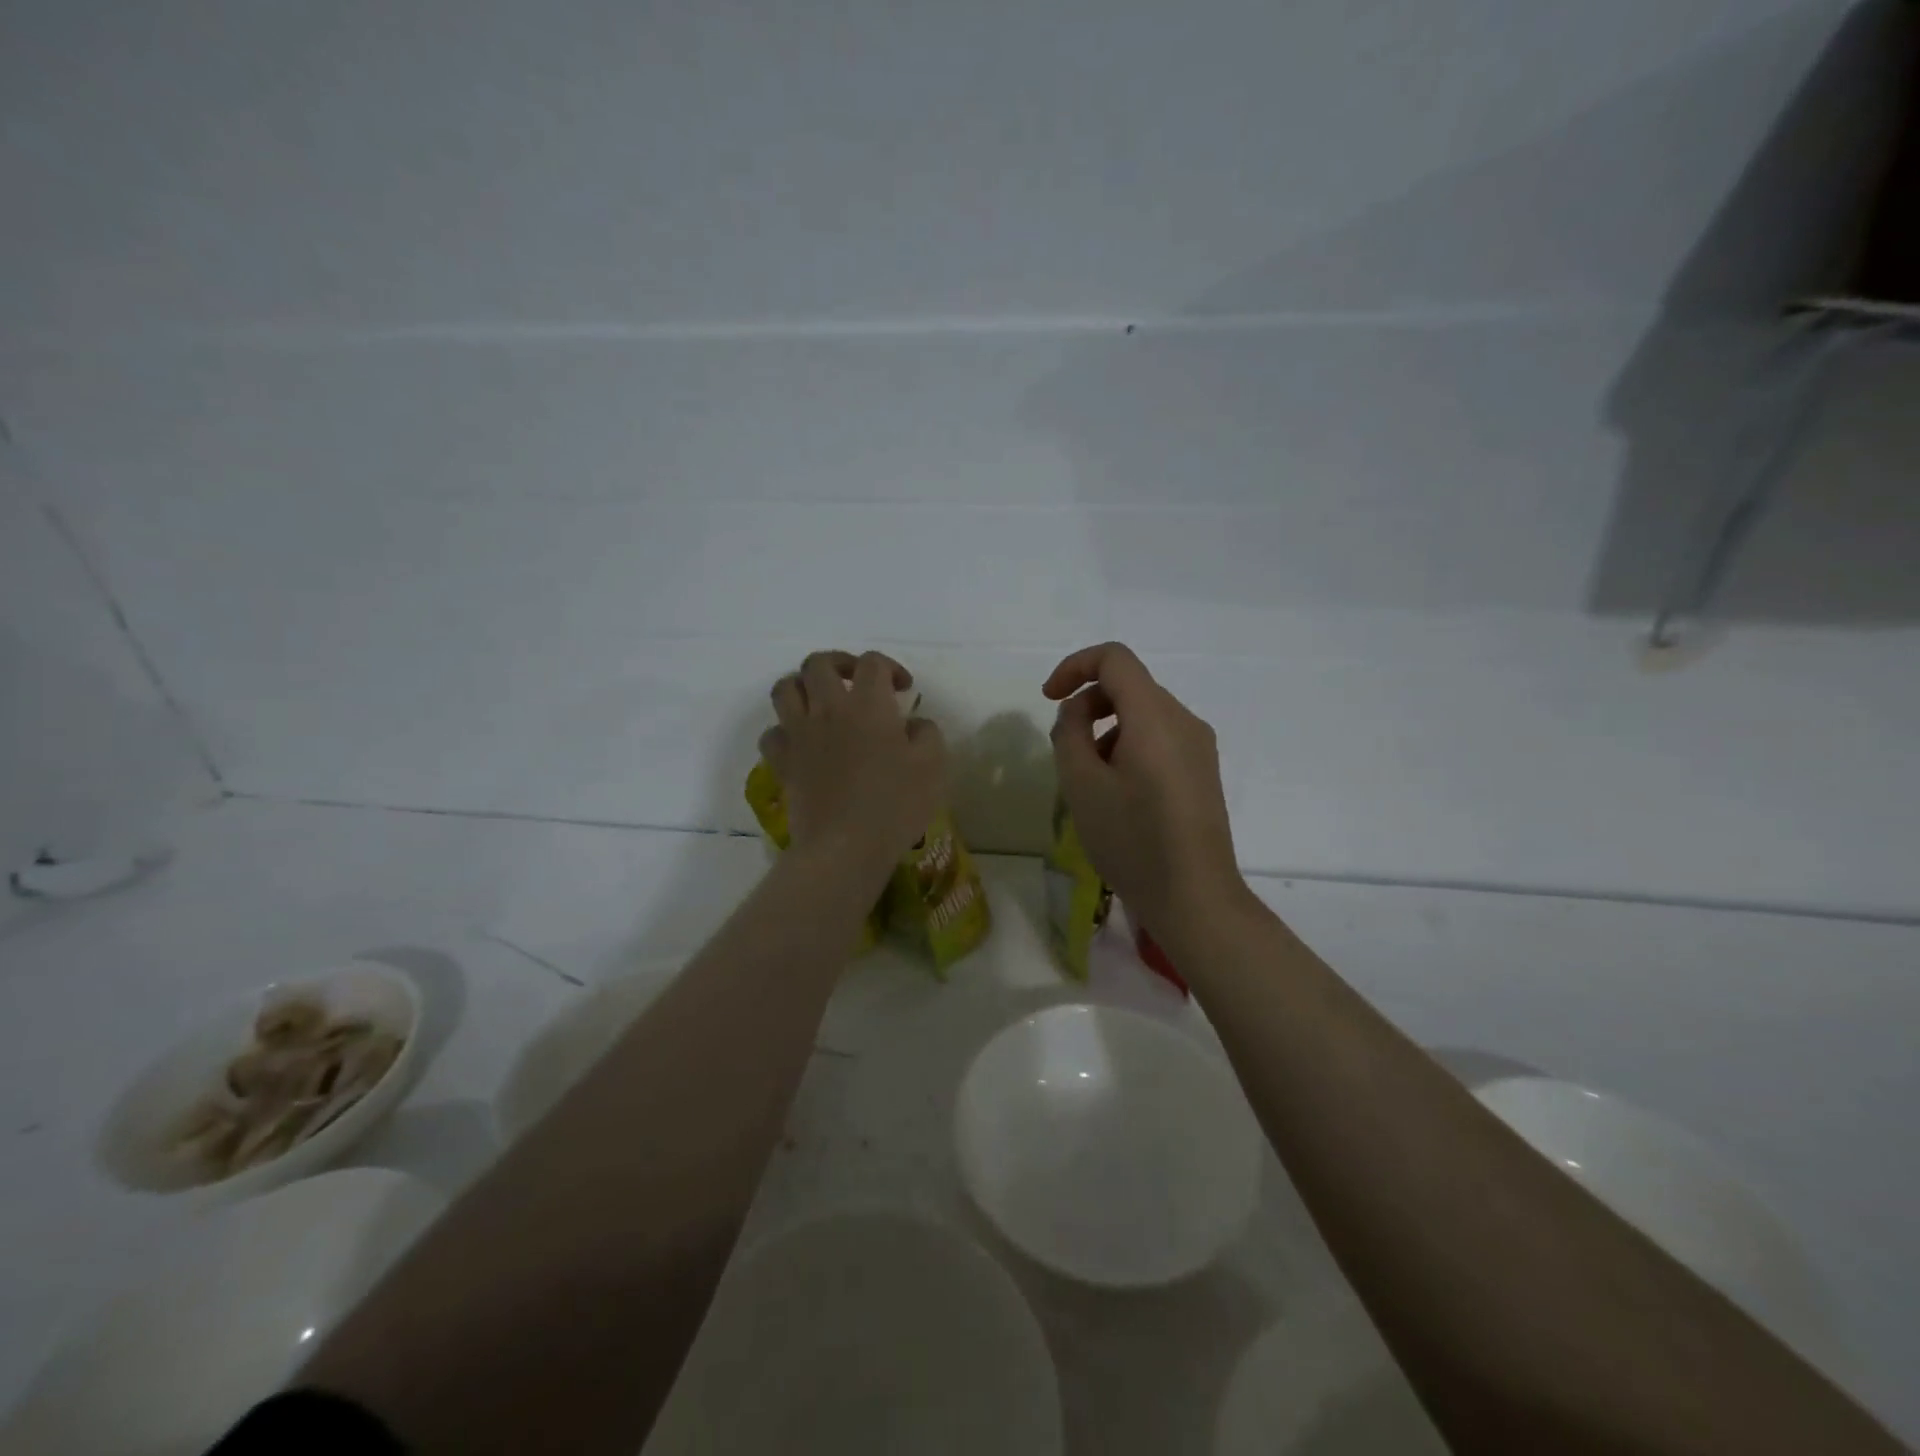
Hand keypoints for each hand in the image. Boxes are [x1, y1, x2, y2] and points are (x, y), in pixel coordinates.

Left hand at [762, 650, 946, 870]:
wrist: (845, 847)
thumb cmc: (895, 805)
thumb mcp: (934, 765)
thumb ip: (927, 733)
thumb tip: (914, 724)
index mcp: (868, 705)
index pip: (873, 663)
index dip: (890, 668)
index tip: (903, 690)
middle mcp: (828, 709)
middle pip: (819, 663)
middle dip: (840, 663)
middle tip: (857, 681)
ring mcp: (799, 735)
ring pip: (786, 688)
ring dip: (803, 686)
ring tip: (821, 701)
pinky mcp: (783, 763)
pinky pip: (772, 733)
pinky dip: (784, 730)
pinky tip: (801, 742)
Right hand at [1044, 642, 1247, 934]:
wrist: (1194, 898)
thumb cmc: (1132, 840)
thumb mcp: (1082, 785)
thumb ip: (1069, 733)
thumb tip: (1076, 711)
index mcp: (1155, 716)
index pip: (1114, 659)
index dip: (1074, 667)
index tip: (1049, 699)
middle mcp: (1184, 721)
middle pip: (1129, 686)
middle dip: (1088, 706)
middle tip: (1066, 753)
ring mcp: (1199, 747)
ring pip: (1143, 714)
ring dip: (1106, 730)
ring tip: (1089, 782)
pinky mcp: (1203, 772)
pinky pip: (1159, 739)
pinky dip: (1128, 747)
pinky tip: (1118, 795)